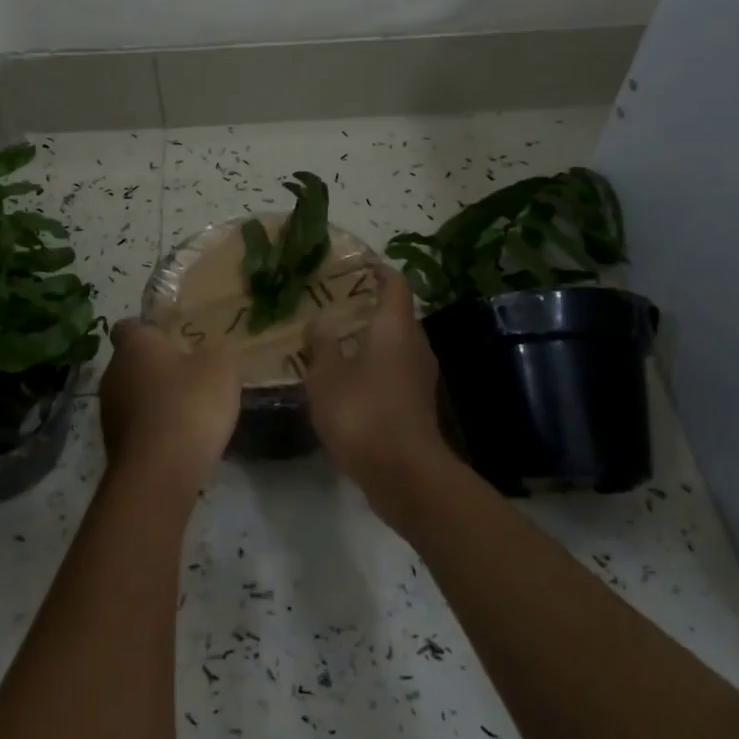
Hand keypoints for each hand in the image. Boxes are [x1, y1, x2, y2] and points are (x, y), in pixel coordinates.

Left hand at [97, 319, 240, 496]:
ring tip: (190, 413)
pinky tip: (181, 441)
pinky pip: (138, 428)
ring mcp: (109, 412)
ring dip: (156, 402)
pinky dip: (155, 431)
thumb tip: (211, 353)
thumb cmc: (188, 404)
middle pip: (133, 363)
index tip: (173, 339)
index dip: (150, 330)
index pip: (129, 326)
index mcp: (133, 345)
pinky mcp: (114, 447)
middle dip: (158, 368)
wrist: (159, 473)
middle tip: (191, 375)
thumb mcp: (221, 367)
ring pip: (134, 397)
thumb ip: (217, 352)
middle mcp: (113, 373)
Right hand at [302, 265, 450, 506]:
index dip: (378, 270)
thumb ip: (321, 346)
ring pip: (396, 345)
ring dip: (371, 340)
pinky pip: (395, 372)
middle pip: (396, 314)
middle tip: (335, 304)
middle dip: (368, 307)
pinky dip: (375, 368)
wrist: (404, 473)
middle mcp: (414, 344)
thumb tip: (318, 323)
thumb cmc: (363, 411)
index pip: (395, 283)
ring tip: (336, 341)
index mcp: (395, 326)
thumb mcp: (326, 376)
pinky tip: (349, 380)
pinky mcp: (417, 404)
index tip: (357, 264)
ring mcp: (420, 376)